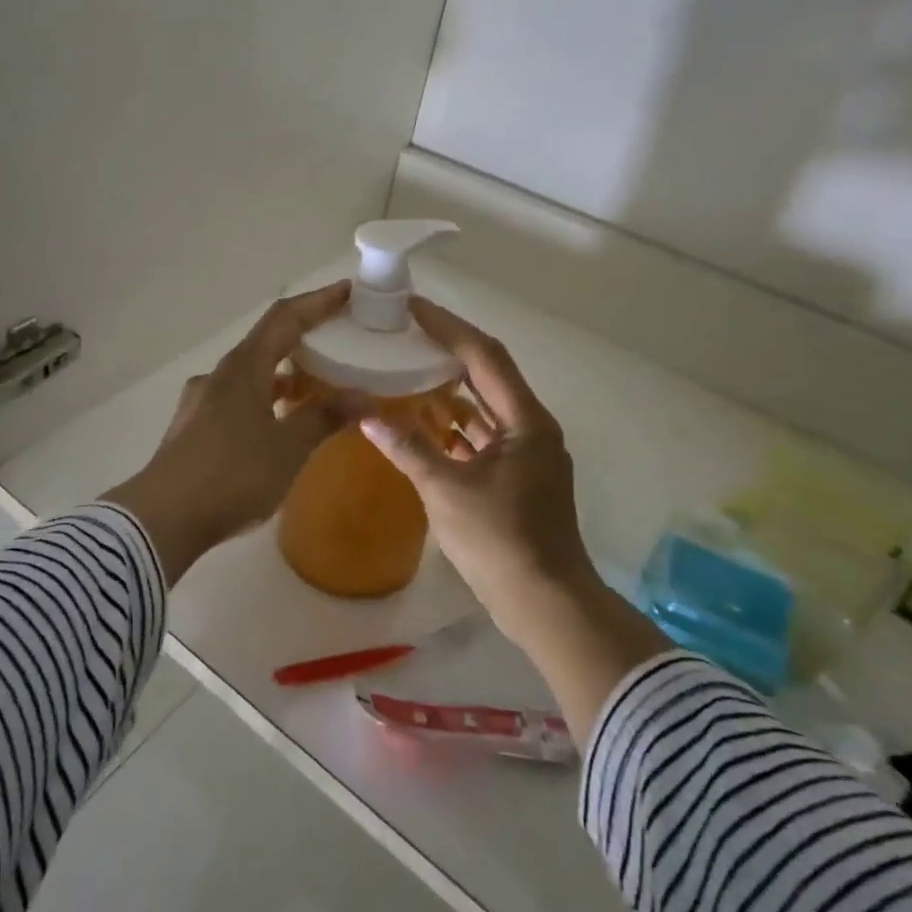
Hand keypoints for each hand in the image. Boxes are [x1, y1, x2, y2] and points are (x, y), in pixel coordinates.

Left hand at [104, 282, 352, 583]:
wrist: (164, 517)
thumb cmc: (232, 475)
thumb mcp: (288, 448)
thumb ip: (325, 418)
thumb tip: (364, 398)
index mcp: (243, 367)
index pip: (285, 318)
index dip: (318, 302)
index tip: (349, 292)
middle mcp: (219, 375)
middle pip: (266, 342)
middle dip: (304, 338)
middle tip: (339, 341)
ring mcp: (202, 401)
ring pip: (251, 374)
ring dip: (284, 373)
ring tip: (316, 387)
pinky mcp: (194, 428)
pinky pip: (238, 400)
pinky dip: (265, 400)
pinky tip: (279, 425)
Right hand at [355, 297, 592, 637]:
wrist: (546, 603)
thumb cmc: (500, 541)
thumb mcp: (445, 490)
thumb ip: (407, 447)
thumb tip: (366, 415)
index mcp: (525, 421)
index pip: (484, 356)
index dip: (448, 327)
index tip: (412, 308)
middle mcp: (531, 428)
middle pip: (487, 375)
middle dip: (447, 351)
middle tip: (406, 334)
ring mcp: (527, 455)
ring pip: (484, 408)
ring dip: (448, 390)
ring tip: (407, 370)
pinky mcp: (517, 478)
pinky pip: (482, 437)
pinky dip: (453, 427)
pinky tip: (421, 424)